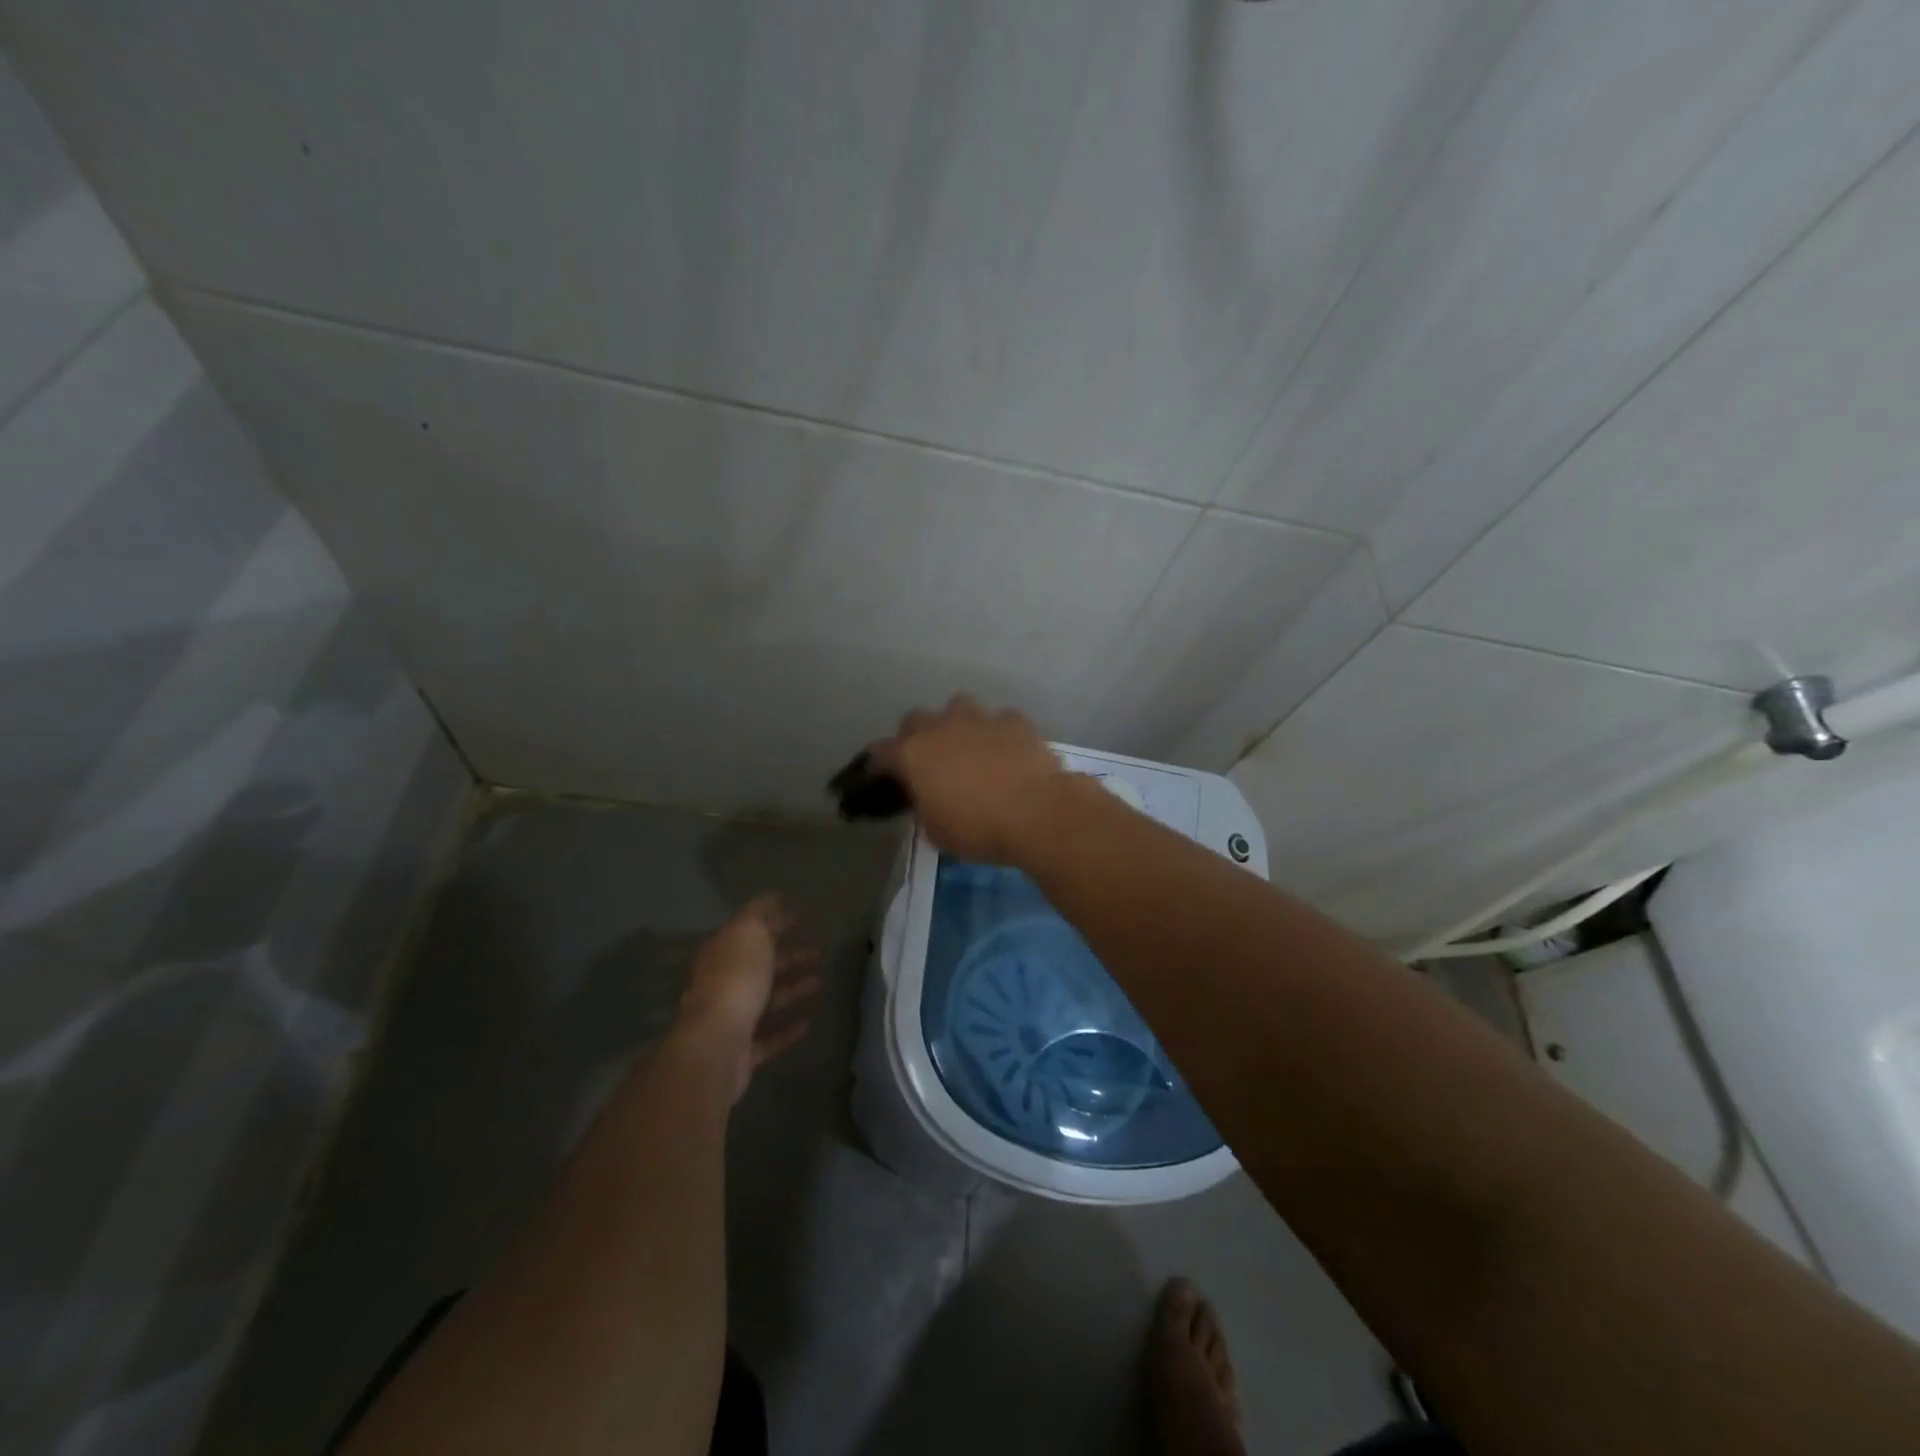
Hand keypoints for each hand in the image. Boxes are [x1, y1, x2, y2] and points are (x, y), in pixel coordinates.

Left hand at [679, 894, 821, 1100]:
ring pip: (766, 999)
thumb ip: (762, 914)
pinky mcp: (742, 1051)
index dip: (775, 922)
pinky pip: (769, 1035)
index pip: (750, 931)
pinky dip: (788, 1028)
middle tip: (820, 953)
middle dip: (790, 957)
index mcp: (721, 952)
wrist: (717, 1044)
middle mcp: (722, 982)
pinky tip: (809, 1022)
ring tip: (820, 982)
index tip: (802, 919)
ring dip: (793, 989)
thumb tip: (774, 900)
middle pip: (760, 965)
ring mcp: (730, 1018)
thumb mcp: (749, 932)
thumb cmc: (736, 980)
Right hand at [868, 695, 1073, 863]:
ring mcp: (979, 718)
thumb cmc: (979, 829)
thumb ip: (924, 808)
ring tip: (968, 747)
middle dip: (916, 736)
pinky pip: (998, 720)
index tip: (882, 778)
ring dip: (956, 723)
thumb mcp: (936, 832)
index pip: (880, 752)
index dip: (878, 765)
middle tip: (927, 761)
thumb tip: (926, 800)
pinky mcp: (1014, 720)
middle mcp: (940, 726)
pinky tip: (1007, 752)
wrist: (1038, 812)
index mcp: (913, 754)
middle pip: (915, 719)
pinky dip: (997, 733)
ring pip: (957, 706)